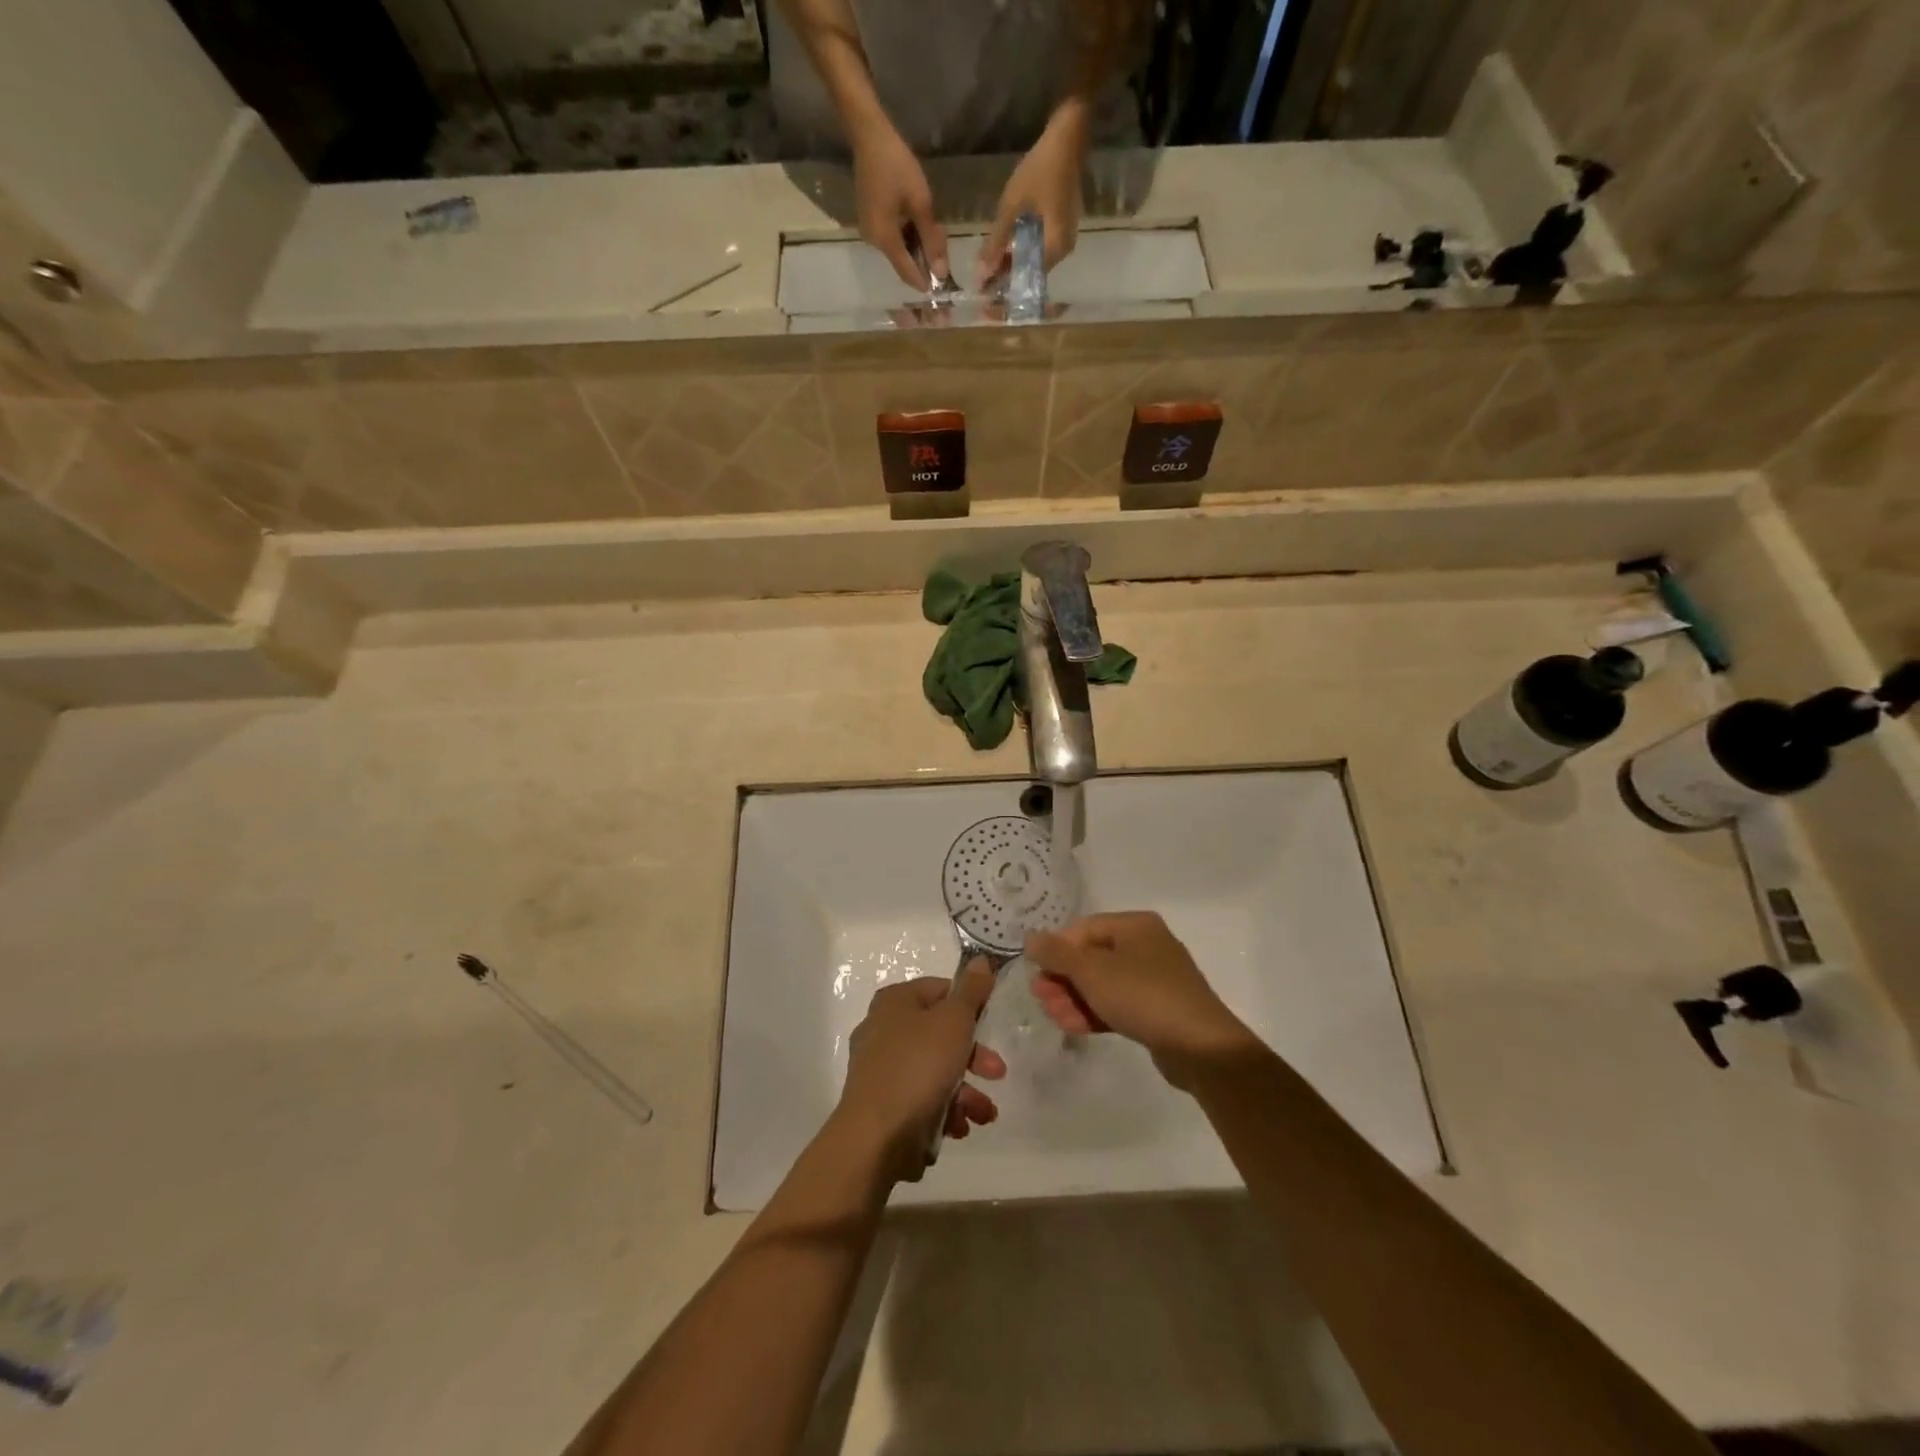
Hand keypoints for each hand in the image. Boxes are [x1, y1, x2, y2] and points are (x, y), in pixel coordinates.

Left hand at [834, 961, 1005, 1180]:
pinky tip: (957, 1128)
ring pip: (934, 1071)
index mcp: (895, 1001)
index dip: (969, 1004)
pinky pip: (921, 1099)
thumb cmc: (918, 1067)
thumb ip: (971, 992)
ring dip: (965, 1092)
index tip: (991, 1024)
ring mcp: (880, 1069)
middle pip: (940, 1034)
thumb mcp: (954, 1022)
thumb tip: (981, 960)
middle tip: (997, 1073)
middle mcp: (883, 1029)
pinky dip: (943, 1111)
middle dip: (974, 1057)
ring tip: (982, 1114)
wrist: (875, 1137)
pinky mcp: (883, 1105)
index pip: (941, 990)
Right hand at [852, 118, 946, 289]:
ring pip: (899, 250)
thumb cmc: (897, 166)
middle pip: (903, 263)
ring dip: (917, 247)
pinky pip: (892, 238)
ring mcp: (870, 232)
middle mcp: (874, 242)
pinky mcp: (870, 221)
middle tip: (942, 244)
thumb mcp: (921, 203)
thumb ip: (931, 240)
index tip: (942, 288)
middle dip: (924, 261)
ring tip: (933, 229)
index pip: (907, 273)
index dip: (925, 282)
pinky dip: (908, 236)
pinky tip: (919, 222)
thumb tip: (941, 273)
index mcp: (884, 240)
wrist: (870, 136)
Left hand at [976, 100, 1087, 289]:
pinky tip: (1007, 250)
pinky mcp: (1063, 228)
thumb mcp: (1012, 207)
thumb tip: (981, 276)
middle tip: (984, 282)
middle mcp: (1063, 252)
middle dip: (1008, 280)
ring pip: (1035, 263)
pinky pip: (1041, 250)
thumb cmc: (1039, 170)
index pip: (1026, 282)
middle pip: (1032, 275)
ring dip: (1014, 266)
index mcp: (1053, 250)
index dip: (1005, 290)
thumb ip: (996, 243)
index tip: (986, 296)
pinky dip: (1023, 253)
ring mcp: (1065, 240)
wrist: (1068, 137)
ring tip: (991, 268)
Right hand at [1026, 913, 1252, 1084]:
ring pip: (1104, 983)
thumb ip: (1057, 953)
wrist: (1200, 1046)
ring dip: (1074, 998)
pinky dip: (1095, 1012)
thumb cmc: (1142, 995)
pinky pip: (1118, 1003)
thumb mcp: (1092, 971)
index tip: (1037, 972)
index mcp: (1135, 926)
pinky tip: (1073, 1027)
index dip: (1057, 948)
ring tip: (1054, 1017)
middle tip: (1040, 998)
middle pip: (1092, 957)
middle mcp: (1146, 945)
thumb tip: (1031, 938)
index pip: (1084, 928)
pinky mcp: (1158, 1010)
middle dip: (1063, 978)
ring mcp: (1154, 979)